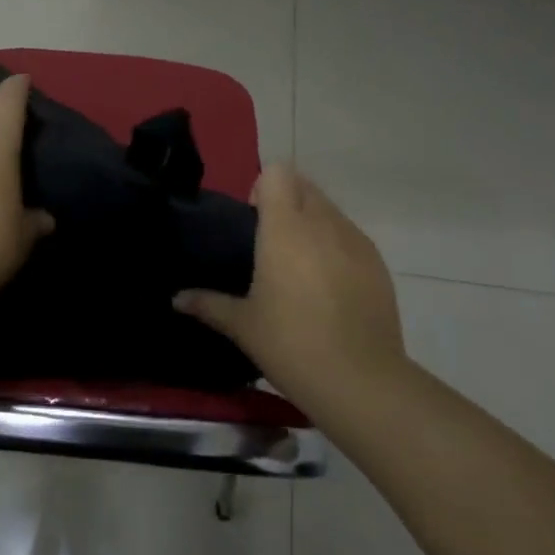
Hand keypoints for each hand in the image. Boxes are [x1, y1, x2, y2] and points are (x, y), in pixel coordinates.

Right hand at [175, 164, 404, 403]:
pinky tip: (329, 288)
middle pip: (304, 185)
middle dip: (287, 202)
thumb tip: (176, 298)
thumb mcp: (242, 325)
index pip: (277, 173)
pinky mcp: (378, 264)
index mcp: (285, 227)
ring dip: (312, 223)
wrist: (360, 381)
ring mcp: (356, 241)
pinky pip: (351, 237)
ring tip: (300, 267)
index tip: (253, 220)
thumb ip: (207, 303)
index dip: (262, 188)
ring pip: (330, 211)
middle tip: (271, 243)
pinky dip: (336, 247)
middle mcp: (323, 223)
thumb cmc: (291, 343)